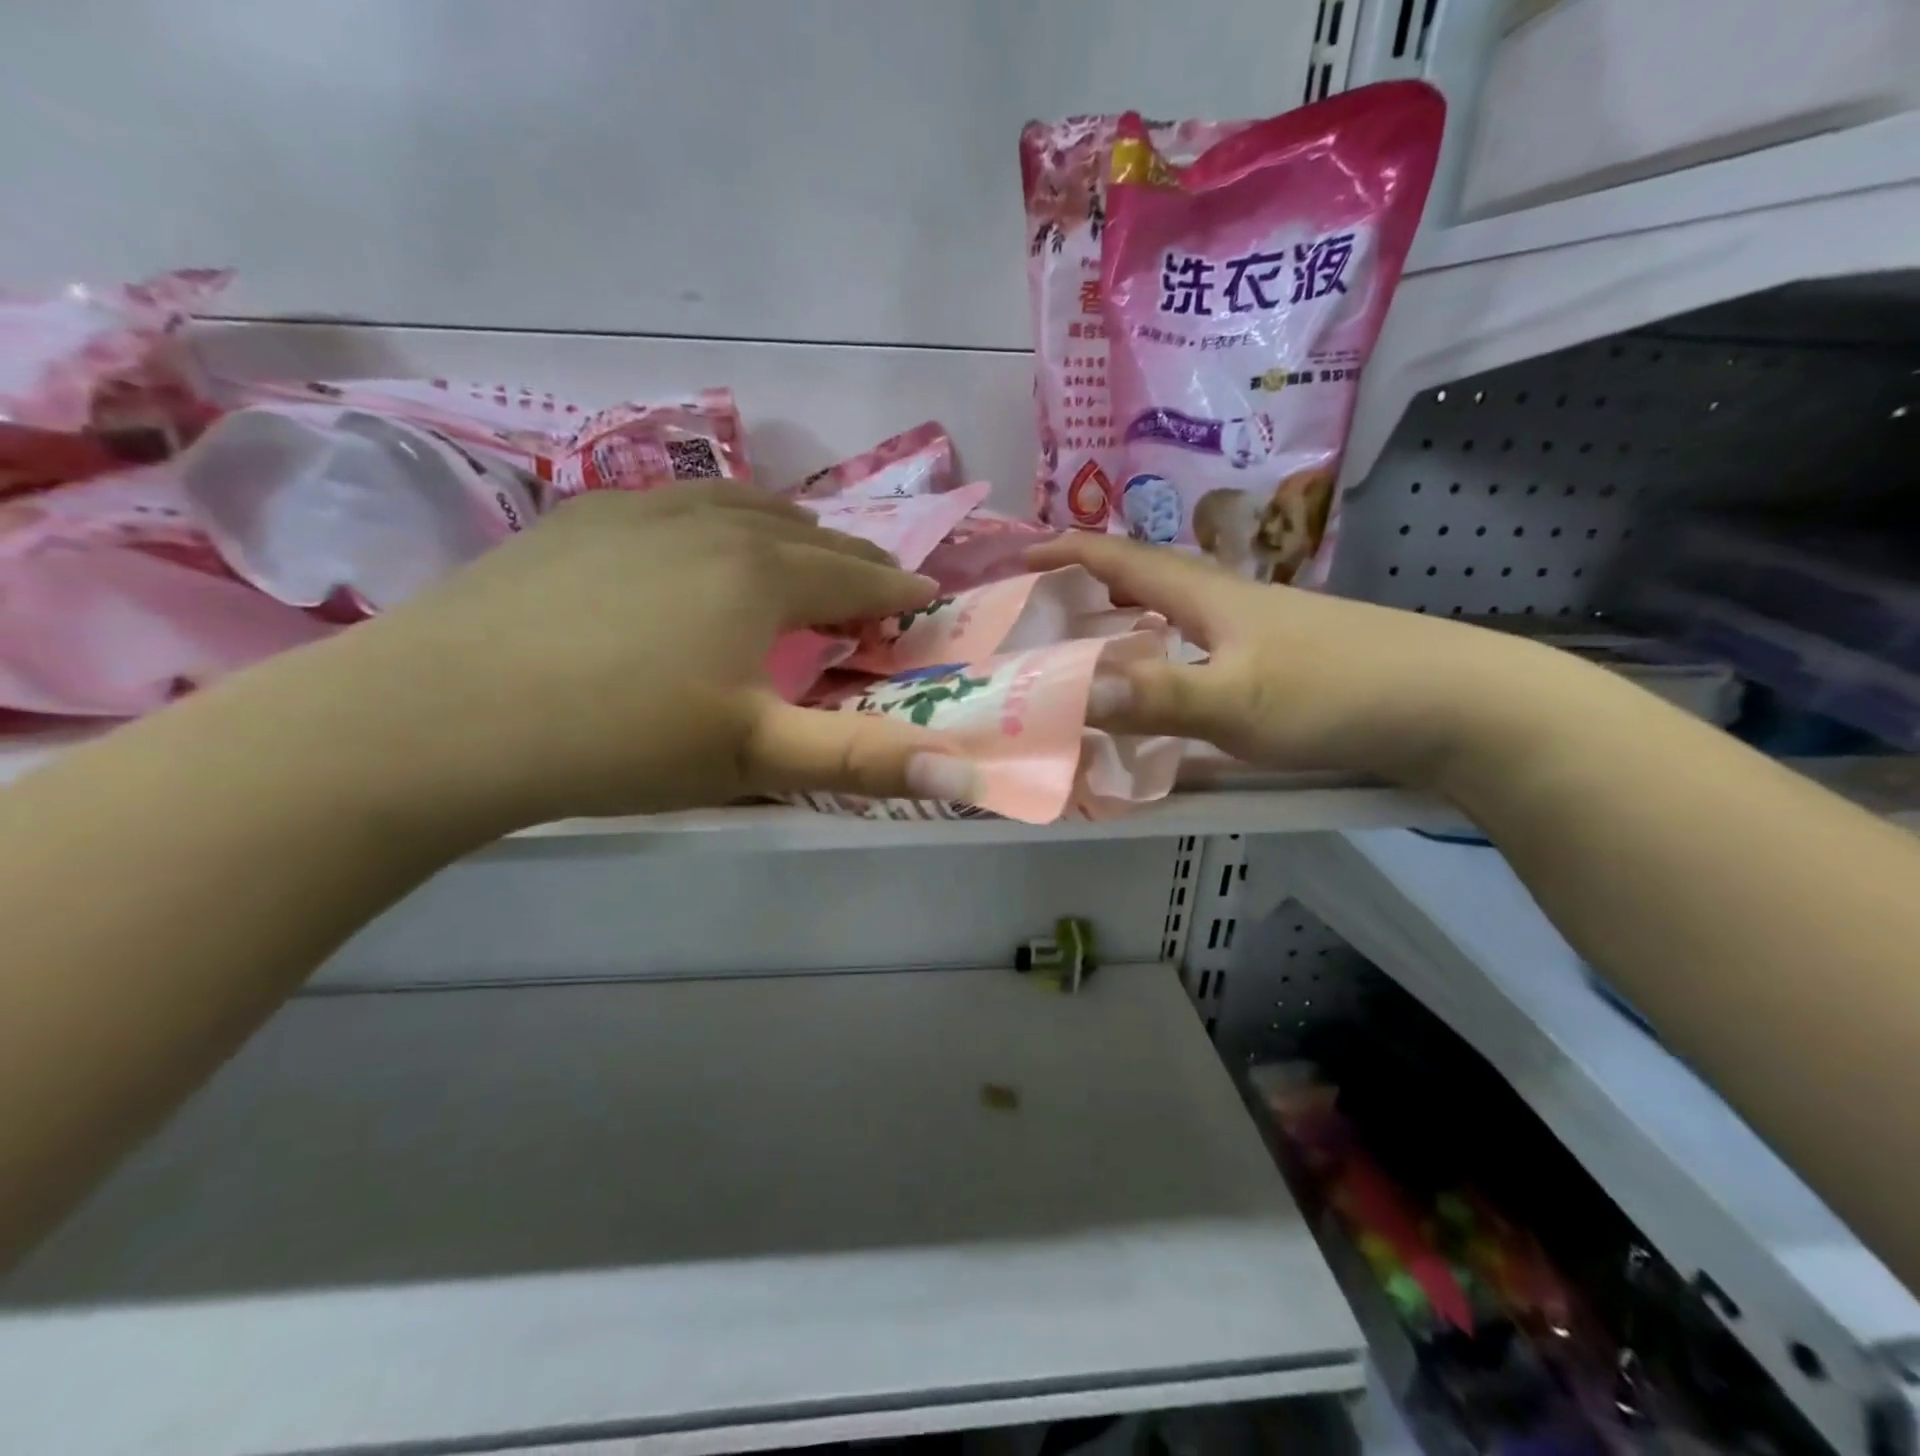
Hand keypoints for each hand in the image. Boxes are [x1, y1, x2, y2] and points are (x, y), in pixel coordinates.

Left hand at [295, 482, 977, 828]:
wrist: (441, 715)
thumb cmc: (619, 739)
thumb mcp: (754, 758)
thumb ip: (862, 760)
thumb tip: (969, 772)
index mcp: (762, 575)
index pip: (857, 576)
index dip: (899, 591)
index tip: (927, 601)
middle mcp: (713, 524)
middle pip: (807, 532)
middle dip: (851, 559)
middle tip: (871, 587)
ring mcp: (640, 510)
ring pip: (742, 505)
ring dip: (786, 529)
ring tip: (798, 554)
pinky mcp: (580, 516)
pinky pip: (677, 502)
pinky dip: (715, 518)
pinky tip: (696, 541)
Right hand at [1028, 533, 1555, 784]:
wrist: (1460, 704)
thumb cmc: (1337, 693)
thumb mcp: (1236, 702)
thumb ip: (1154, 696)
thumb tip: (1069, 690)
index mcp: (1208, 597)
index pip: (1121, 558)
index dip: (1066, 552)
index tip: (1017, 555)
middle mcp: (1231, 600)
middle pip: (1148, 576)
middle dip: (1091, 580)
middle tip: (1047, 604)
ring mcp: (1265, 626)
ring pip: (1178, 609)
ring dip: (1130, 613)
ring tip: (1095, 636)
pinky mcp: (1290, 654)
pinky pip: (1203, 640)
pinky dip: (1166, 646)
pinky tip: (1172, 675)